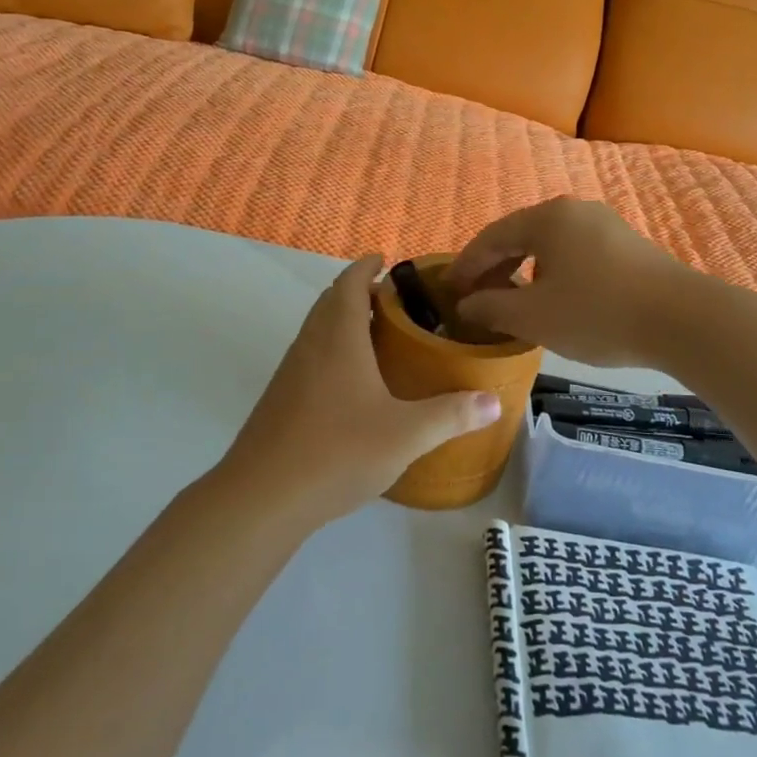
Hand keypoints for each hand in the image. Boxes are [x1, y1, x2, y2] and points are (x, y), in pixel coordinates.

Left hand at [215, 256, 502, 525]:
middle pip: (330, 301)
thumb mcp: (406, 435)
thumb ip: (451, 415)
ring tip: (379, 335)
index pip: (349, 284)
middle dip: (357, 290)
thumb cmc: (337, 452)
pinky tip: (352, 382)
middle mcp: (311, 345)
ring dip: (343, 320)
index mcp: (339, 338)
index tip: (384, 259)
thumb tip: (494, 401)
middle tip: (393, 299)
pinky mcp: (281, 398)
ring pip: (318, 329)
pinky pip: (310, 355)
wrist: (262, 496)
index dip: (365, 267)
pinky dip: (332, 349)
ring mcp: (291, 372)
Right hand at [446, 198, 696, 366]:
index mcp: (547, 218)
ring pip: (550, 246)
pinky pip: (575, 254)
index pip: (491, 237)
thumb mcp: (533, 316)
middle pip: (521, 236)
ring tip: (512, 302)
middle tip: (476, 298)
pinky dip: (553, 274)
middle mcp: (574, 211)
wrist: (683, 321)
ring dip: (524, 272)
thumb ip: (491, 307)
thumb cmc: (597, 313)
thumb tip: (466, 304)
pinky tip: (554, 300)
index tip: (447, 290)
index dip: (466, 265)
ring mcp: (605, 226)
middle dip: (494, 268)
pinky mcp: (628, 246)